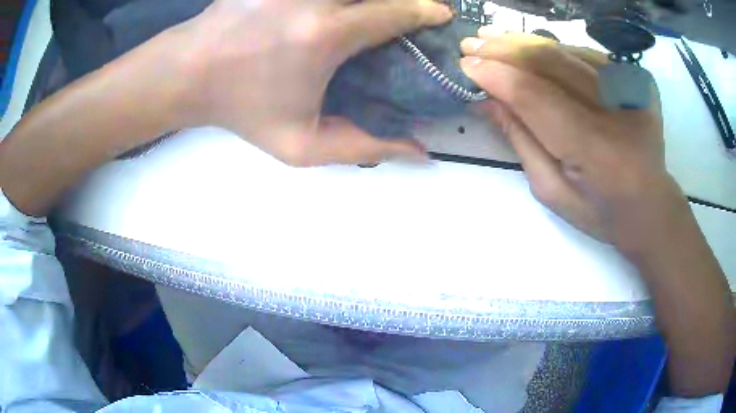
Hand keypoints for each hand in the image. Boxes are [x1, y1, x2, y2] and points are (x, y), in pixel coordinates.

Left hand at [174, 0, 450, 165]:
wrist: (187, 73)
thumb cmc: (242, 110)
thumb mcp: (301, 145)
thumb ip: (365, 148)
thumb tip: (420, 154)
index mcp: (324, 34)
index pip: (394, 11)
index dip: (425, 10)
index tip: (440, 13)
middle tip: (410, 8)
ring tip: (374, 9)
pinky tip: (335, 7)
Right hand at [459, 32, 683, 250]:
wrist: (651, 208)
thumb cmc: (601, 212)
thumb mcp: (553, 191)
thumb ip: (521, 142)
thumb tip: (488, 101)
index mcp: (595, 151)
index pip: (536, 98)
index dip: (498, 76)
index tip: (466, 65)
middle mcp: (615, 111)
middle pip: (552, 64)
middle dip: (505, 49)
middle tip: (471, 44)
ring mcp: (631, 91)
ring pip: (568, 52)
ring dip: (526, 41)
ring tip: (493, 37)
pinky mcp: (637, 82)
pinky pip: (588, 55)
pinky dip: (556, 49)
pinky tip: (532, 47)